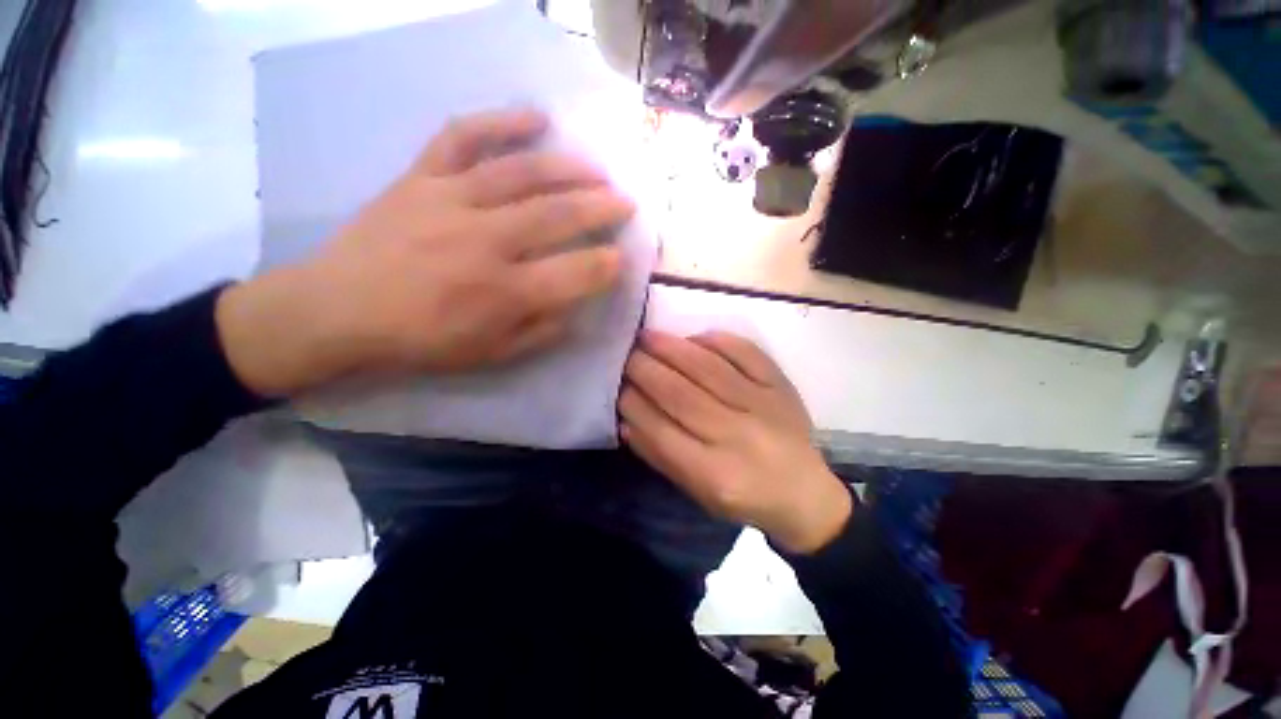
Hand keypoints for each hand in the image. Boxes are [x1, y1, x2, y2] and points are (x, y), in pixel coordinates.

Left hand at [217, 108, 635, 395]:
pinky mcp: (422, 178)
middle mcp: (486, 241)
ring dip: (570, 167)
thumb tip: (575, 307)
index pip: (575, 273)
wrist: (337, 311)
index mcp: (505, 292)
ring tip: (598, 169)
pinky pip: (462, 137)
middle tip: (625, 203)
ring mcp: (451, 201)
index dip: (606, 265)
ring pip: (523, 173)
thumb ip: (541, 332)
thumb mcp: (491, 354)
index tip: (623, 257)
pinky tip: (535, 117)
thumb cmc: (421, 341)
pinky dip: (500, 121)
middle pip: (558, 214)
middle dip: (602, 207)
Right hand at [619, 330, 852, 553]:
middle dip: (644, 369)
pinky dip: (716, 340)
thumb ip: (659, 455)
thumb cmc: (743, 497)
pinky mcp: (780, 385)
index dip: (632, 403)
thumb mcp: (696, 491)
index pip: (659, 430)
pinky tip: (694, 338)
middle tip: (624, 354)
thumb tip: (625, 417)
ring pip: (707, 368)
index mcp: (713, 473)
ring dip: (671, 348)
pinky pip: (744, 352)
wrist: (804, 492)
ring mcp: (762, 405)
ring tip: (647, 336)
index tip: (616, 385)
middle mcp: (736, 436)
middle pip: (679, 394)